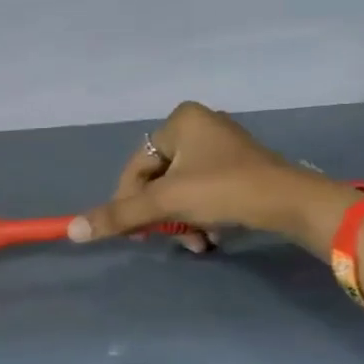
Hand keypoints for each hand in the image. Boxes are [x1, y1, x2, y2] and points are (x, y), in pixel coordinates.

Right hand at [68, 100, 359, 258]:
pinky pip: (204, 192)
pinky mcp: (239, 168)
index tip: (135, 232)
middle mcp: (200, 125)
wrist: (291, 202)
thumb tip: (72, 231)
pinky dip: (202, 216)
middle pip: (158, 181)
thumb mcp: (166, 203)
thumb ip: (120, 216)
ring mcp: (222, 146)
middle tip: (168, 238)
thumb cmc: (224, 190)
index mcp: (180, 120)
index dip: (130, 202)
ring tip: (198, 242)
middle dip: (162, 215)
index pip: (136, 167)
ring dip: (182, 221)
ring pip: (181, 191)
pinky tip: (212, 236)